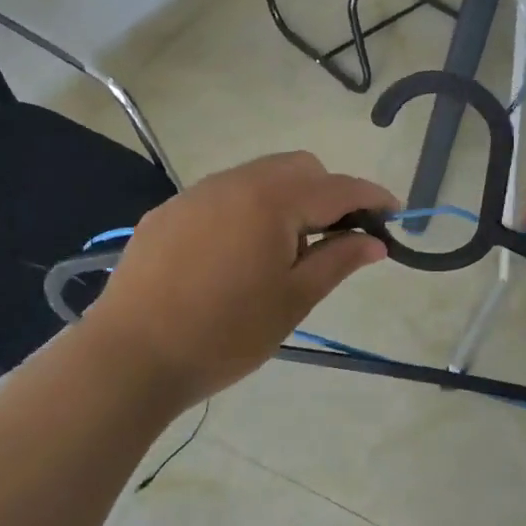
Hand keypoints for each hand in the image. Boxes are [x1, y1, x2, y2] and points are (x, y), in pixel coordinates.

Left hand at [84, 152, 395, 408]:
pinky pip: (223, 195)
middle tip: (334, 240)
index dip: (372, 197)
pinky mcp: (168, 212)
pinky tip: (235, 256)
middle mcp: (235, 182)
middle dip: (328, 193)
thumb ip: (339, 260)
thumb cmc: (224, 333)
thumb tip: (377, 241)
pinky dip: (248, 210)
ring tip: (282, 253)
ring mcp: (196, 193)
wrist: (129, 357)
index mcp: (272, 200)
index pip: (338, 187)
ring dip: (287, 199)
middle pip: (299, 168)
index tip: (396, 213)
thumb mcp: (293, 300)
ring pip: (259, 177)